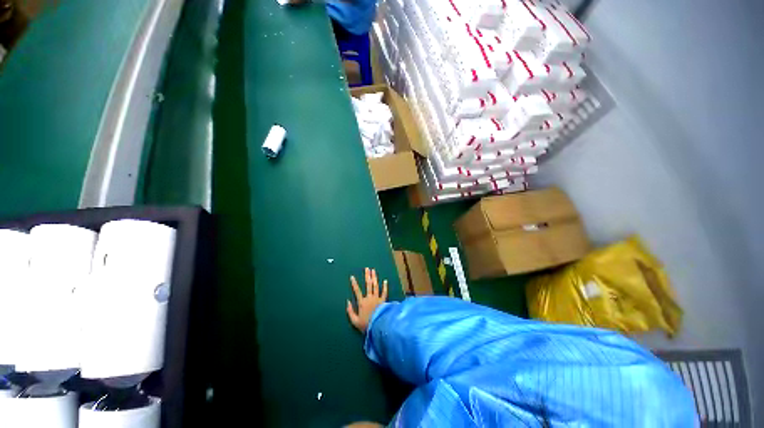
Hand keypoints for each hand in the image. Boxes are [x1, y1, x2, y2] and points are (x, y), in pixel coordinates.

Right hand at [346, 267, 387, 332]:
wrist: (379, 327)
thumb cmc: (366, 325)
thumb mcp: (355, 321)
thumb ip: (350, 311)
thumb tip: (347, 301)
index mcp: (362, 302)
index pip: (357, 291)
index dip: (354, 283)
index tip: (352, 277)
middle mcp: (369, 298)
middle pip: (368, 284)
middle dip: (367, 276)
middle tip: (367, 268)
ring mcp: (377, 298)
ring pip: (376, 286)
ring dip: (374, 278)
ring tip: (374, 271)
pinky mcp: (383, 301)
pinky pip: (384, 292)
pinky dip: (385, 287)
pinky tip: (385, 281)